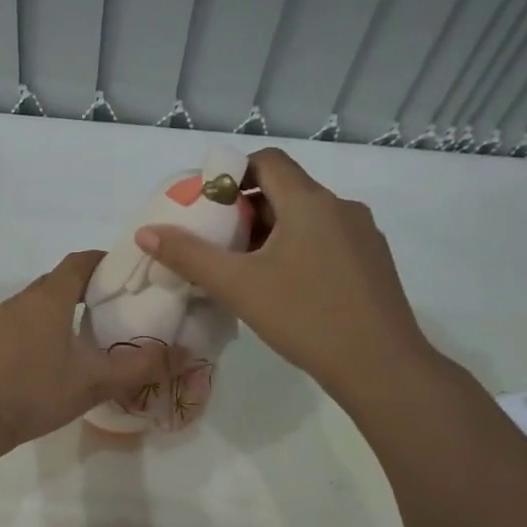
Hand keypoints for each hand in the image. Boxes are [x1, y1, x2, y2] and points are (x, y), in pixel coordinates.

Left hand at [0, 251, 168, 453]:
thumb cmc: (35, 392)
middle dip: (85, 288)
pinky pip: (19, 322)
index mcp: (49, 298)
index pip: (79, 262)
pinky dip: (39, 327)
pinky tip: (49, 358)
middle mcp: (21, 300)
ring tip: (84, 335)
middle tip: (112, 309)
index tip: (124, 274)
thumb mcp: (93, 382)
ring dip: (60, 309)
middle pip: (57, 281)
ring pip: (37, 303)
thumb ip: (139, 367)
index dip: (103, 261)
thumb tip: (184, 353)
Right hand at [134, 147, 438, 399]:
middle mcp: (341, 207)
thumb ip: (189, 256)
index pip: (267, 161)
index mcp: (310, 202)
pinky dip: (299, 249)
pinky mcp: (373, 262)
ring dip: (272, 232)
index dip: (232, 172)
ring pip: (307, 218)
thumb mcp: (238, 286)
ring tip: (245, 269)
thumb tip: (146, 232)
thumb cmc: (305, 317)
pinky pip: (327, 240)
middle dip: (246, 210)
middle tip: (217, 243)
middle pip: (286, 190)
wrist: (380, 365)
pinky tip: (286, 288)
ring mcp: (363, 235)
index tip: (207, 204)